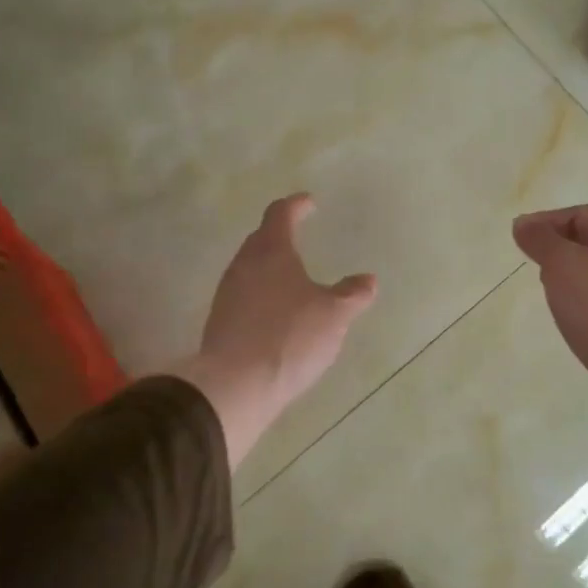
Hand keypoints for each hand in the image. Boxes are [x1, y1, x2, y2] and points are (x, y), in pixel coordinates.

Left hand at [168, 195, 376, 469]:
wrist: (236, 384)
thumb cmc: (290, 337)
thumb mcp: (334, 315)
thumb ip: (352, 294)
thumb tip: (367, 280)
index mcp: (272, 251)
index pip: (280, 214)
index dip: (296, 205)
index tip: (308, 203)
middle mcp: (244, 265)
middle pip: (260, 239)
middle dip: (279, 234)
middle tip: (298, 235)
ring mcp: (227, 293)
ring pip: (250, 267)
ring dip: (269, 265)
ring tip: (290, 275)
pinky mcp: (220, 321)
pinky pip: (244, 295)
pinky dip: (261, 292)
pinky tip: (275, 311)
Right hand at [513, 205, 587, 503]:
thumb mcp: (562, 263)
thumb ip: (540, 240)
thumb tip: (523, 224)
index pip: (582, 215)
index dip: (548, 219)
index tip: (520, 237)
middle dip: (557, 248)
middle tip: (532, 262)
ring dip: (566, 278)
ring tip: (545, 292)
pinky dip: (576, 306)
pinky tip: (565, 321)